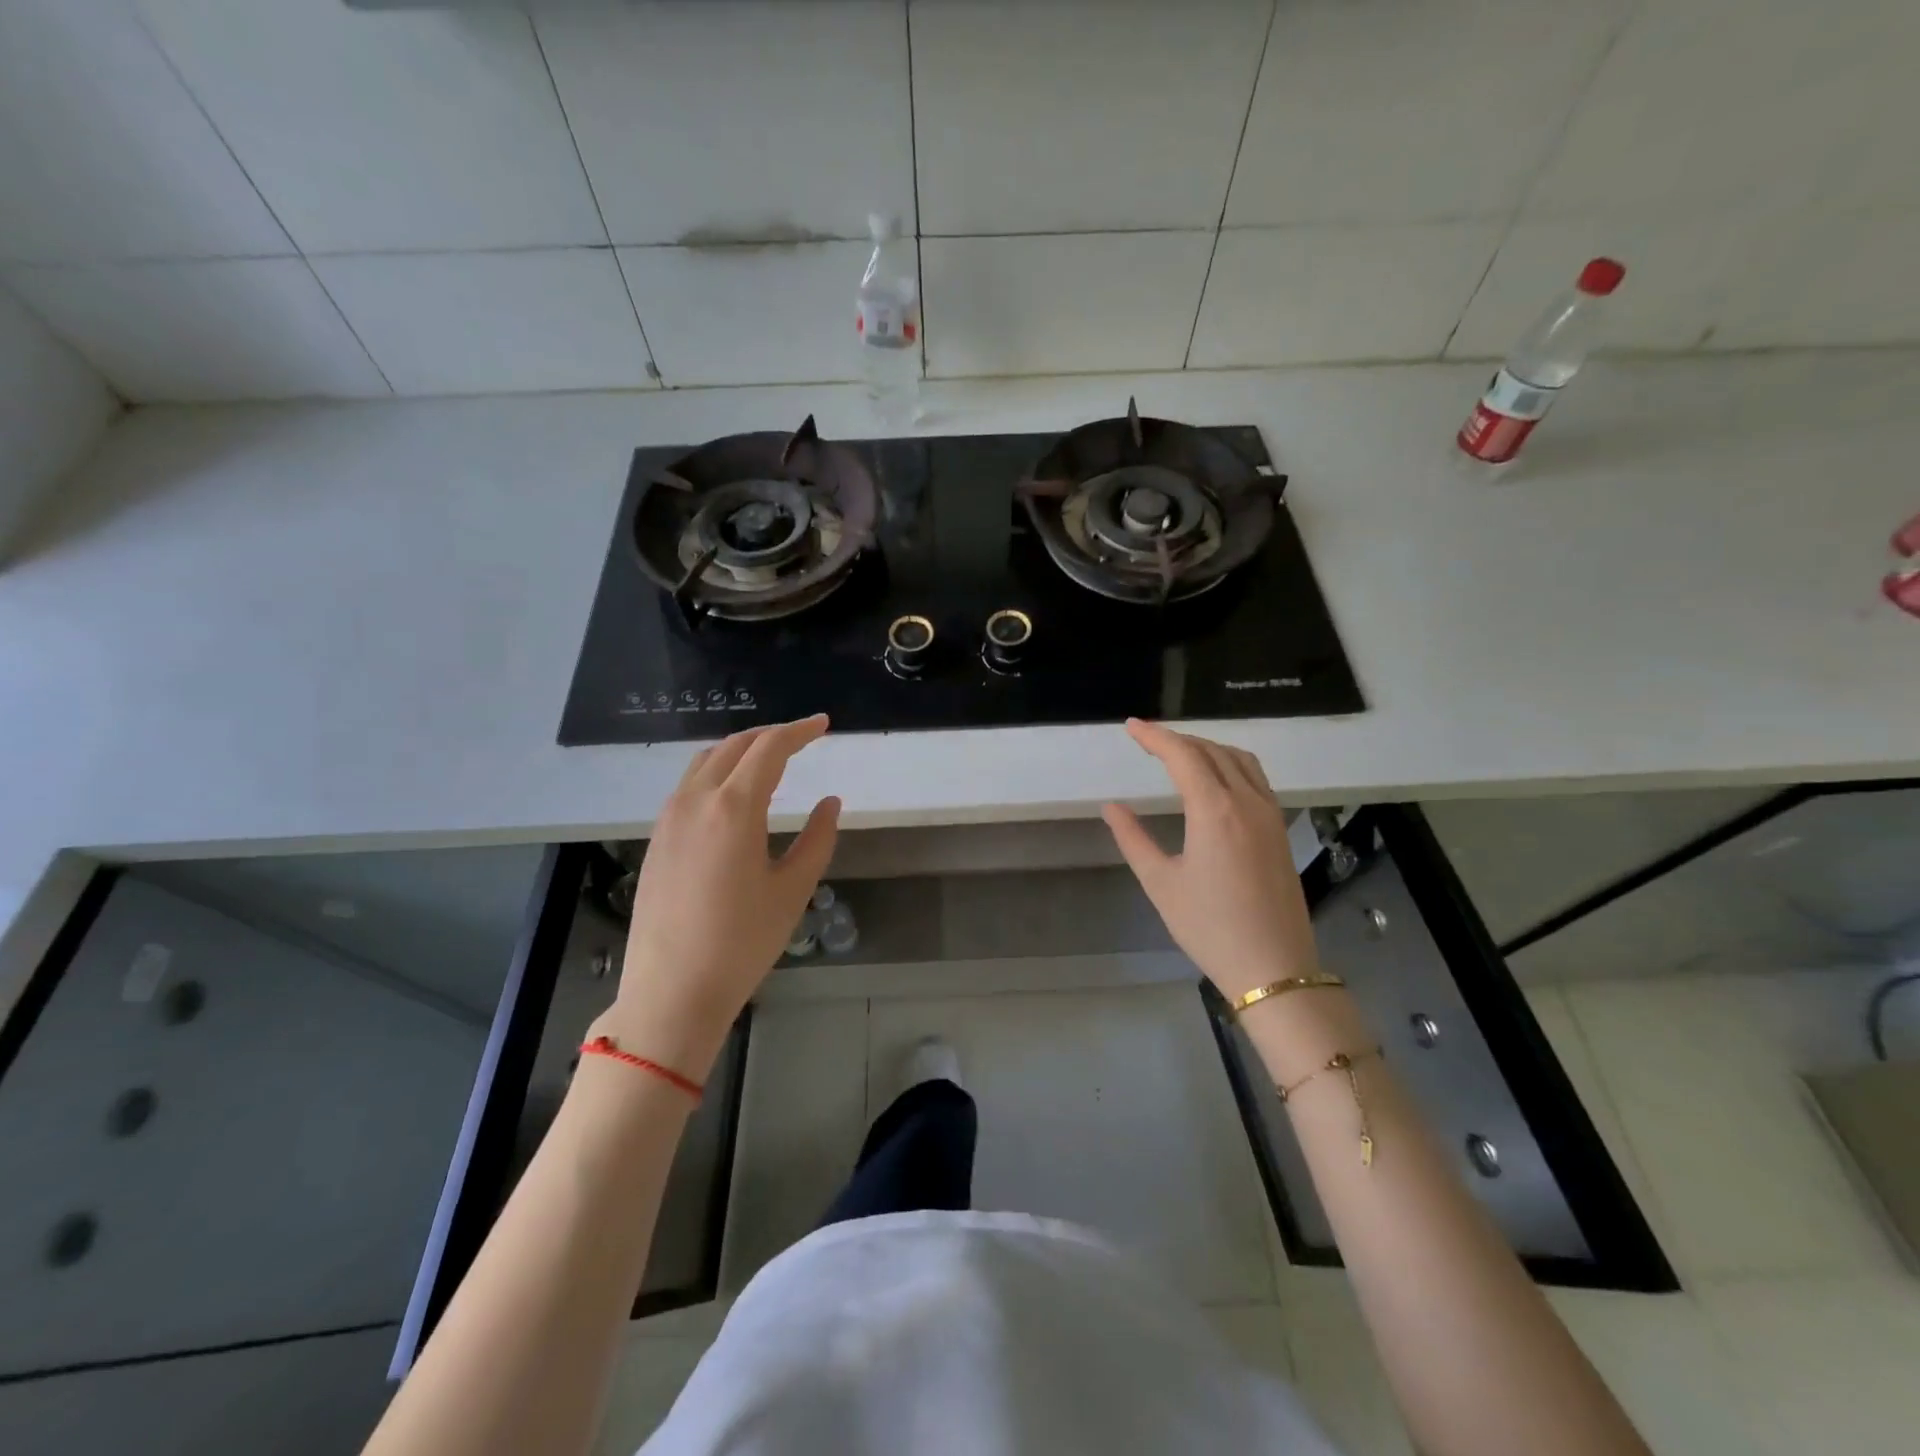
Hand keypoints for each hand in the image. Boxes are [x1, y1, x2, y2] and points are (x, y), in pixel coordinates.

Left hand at [600, 716, 839, 1075]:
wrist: (671, 991)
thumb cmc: (742, 942)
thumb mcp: (793, 890)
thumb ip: (817, 838)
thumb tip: (830, 802)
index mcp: (733, 808)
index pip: (769, 748)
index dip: (799, 731)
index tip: (823, 725)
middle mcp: (696, 800)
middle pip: (734, 746)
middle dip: (771, 735)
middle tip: (802, 738)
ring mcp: (669, 818)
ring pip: (705, 761)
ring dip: (740, 749)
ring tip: (769, 759)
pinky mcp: (656, 838)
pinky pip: (688, 785)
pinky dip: (716, 772)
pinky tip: (733, 795)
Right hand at [1103, 719, 1319, 1002]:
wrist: (1273, 968)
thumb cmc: (1209, 927)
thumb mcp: (1161, 883)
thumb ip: (1133, 839)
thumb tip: (1111, 807)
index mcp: (1215, 811)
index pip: (1183, 756)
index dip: (1155, 736)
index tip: (1131, 727)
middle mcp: (1247, 802)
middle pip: (1211, 751)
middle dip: (1177, 739)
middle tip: (1147, 739)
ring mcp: (1270, 814)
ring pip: (1239, 760)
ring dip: (1207, 747)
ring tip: (1179, 752)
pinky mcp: (1280, 830)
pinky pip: (1256, 778)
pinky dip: (1230, 764)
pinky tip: (1216, 779)